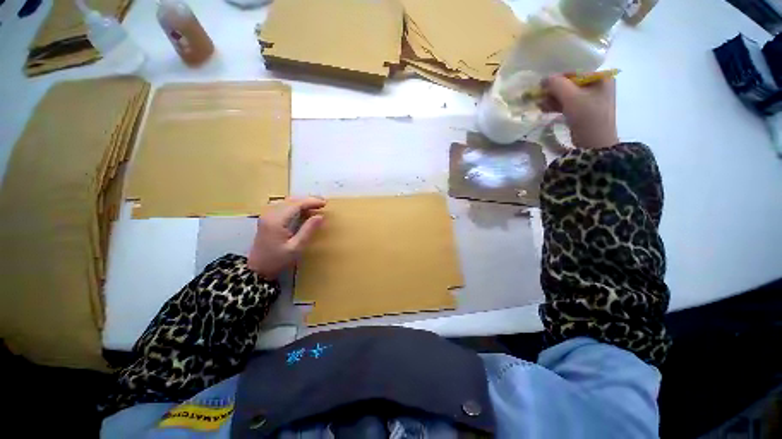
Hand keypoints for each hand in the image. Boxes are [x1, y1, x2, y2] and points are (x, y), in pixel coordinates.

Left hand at [248, 197, 325, 278]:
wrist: (257, 269)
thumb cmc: (277, 260)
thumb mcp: (296, 247)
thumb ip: (308, 230)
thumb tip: (320, 216)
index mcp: (277, 220)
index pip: (296, 204)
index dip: (311, 202)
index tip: (324, 203)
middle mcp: (270, 214)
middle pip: (291, 200)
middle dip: (308, 200)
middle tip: (323, 203)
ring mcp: (267, 215)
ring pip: (287, 202)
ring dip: (302, 202)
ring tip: (315, 205)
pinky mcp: (267, 219)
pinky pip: (283, 206)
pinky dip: (295, 206)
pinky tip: (303, 210)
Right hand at [540, 75, 618, 149]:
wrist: (594, 143)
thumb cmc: (587, 117)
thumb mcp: (571, 98)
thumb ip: (557, 85)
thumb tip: (543, 79)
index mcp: (601, 77)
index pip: (574, 73)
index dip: (557, 79)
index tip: (541, 87)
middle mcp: (598, 85)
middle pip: (570, 84)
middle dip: (553, 91)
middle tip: (538, 97)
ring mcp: (591, 99)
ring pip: (567, 95)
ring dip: (552, 99)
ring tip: (539, 105)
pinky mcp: (584, 111)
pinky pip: (568, 104)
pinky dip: (556, 106)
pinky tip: (544, 109)